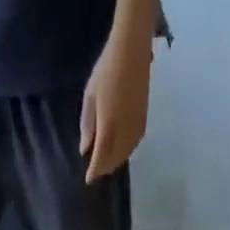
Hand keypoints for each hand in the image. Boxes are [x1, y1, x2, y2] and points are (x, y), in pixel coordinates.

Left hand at [79, 31, 152, 183]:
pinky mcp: (144, 120)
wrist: (132, 50)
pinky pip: (134, 145)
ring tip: (105, 164)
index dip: (94, 171)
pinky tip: (120, 151)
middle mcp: (124, 132)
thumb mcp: (90, 97)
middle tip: (95, 172)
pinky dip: (125, 152)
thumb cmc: (106, 70)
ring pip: (125, 154)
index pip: (100, 158)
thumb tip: (85, 150)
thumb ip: (88, 125)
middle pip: (114, 160)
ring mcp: (136, 126)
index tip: (87, 179)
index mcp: (109, 126)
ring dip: (115, 162)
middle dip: (104, 168)